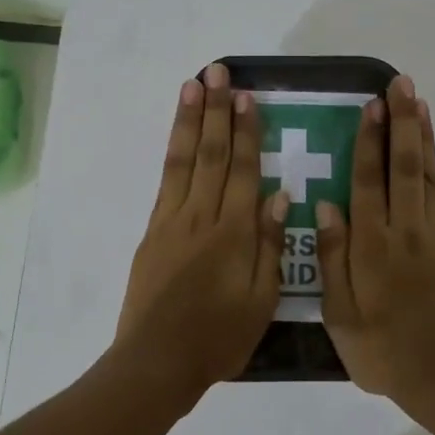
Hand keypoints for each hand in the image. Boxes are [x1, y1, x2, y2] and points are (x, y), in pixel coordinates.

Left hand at [110, 62, 288, 406]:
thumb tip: (280, 194)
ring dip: (189, 120)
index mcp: (233, 233)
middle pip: (211, 154)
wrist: (156, 362)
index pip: (242, 170)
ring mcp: (172, 221)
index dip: (246, 131)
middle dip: (216, 110)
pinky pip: (166, 181)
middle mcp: (201, 216)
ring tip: (193, 85)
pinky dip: (172, 152)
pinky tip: (178, 135)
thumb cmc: (218, 338)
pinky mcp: (153, 232)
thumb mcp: (262, 300)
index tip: (248, 97)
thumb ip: (270, 244)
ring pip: (183, 160)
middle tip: (218, 72)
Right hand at [315, 74, 434, 414]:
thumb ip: (331, 257)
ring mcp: (430, 236)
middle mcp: (404, 232)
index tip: (371, 105)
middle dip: (402, 123)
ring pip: (425, 175)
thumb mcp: (340, 314)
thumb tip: (324, 204)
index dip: (369, 142)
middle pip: (404, 167)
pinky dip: (430, 164)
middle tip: (401, 85)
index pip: (369, 182)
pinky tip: (423, 149)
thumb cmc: (380, 351)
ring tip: (418, 101)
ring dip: (421, 135)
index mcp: (372, 247)